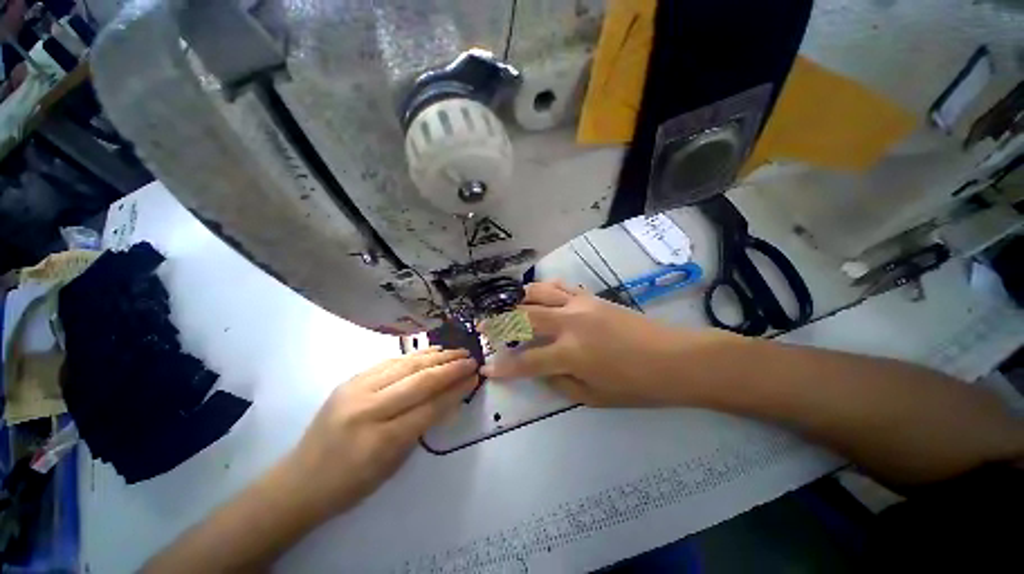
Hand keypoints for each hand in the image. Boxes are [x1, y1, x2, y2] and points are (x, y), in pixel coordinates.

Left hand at [286, 348, 477, 517]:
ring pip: (405, 365)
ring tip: (456, 351)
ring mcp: (355, 390)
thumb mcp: (393, 463)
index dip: (456, 390)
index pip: (429, 408)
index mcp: (380, 440)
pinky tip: (430, 351)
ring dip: (436, 356)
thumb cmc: (351, 483)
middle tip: (471, 359)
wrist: (300, 480)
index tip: (474, 377)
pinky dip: (414, 355)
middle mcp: (367, 409)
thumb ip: (422, 426)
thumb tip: (449, 397)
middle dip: (450, 367)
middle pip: (419, 381)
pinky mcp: (349, 380)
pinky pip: (389, 362)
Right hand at [482, 282, 733, 406]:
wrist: (674, 358)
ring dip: (518, 300)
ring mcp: (580, 305)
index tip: (486, 369)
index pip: (526, 361)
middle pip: (523, 318)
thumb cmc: (636, 385)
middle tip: (483, 327)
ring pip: (538, 293)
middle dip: (498, 324)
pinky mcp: (591, 296)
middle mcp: (569, 323)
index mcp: (570, 354)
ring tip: (508, 307)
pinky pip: (561, 286)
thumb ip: (559, 381)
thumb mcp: (593, 396)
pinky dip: (544, 290)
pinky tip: (539, 296)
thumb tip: (540, 369)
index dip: (503, 367)